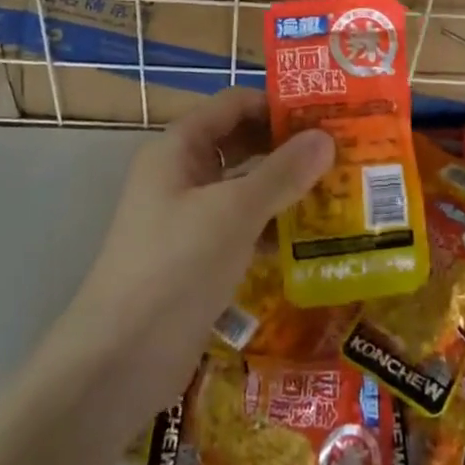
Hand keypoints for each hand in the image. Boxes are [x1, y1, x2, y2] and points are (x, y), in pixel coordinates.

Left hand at [60, 88, 333, 418]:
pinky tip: (316, 238)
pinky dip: (274, 226)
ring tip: (341, 190)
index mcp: (179, 148)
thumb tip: (326, 137)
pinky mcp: (199, 257)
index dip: (278, 104)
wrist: (120, 360)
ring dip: (287, 188)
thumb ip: (282, 173)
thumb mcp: (234, 212)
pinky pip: (243, 226)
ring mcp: (189, 217)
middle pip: (242, 144)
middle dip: (288, 146)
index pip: (234, 105)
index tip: (328, 113)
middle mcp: (183, 174)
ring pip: (245, 187)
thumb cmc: (176, 266)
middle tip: (344, 151)